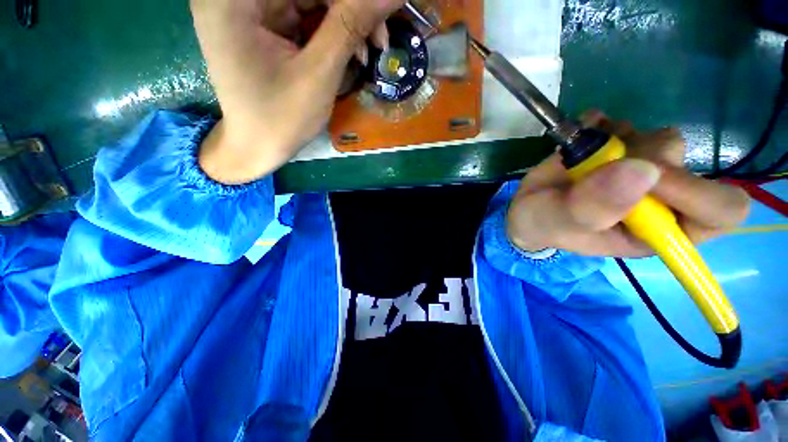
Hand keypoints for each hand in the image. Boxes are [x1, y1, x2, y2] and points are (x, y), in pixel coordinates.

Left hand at [192, 0, 404, 183]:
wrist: (256, 148)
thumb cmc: (281, 120)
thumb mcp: (318, 75)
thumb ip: (351, 26)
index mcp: (236, 0)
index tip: (384, 15)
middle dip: (350, 11)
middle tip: (379, 42)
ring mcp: (247, 9)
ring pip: (310, 1)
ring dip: (345, 24)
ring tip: (366, 54)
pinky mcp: (261, 25)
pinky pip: (304, 16)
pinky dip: (331, 33)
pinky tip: (349, 53)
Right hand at [506, 111, 750, 256]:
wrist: (527, 207)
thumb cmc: (544, 224)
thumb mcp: (559, 224)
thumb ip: (592, 208)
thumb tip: (643, 171)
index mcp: (659, 231)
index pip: (720, 211)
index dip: (696, 191)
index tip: (646, 179)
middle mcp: (661, 198)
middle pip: (685, 161)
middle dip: (638, 159)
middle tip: (598, 166)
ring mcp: (641, 168)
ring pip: (658, 137)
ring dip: (617, 141)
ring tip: (582, 157)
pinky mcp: (620, 147)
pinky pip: (625, 122)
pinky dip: (600, 124)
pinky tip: (580, 137)